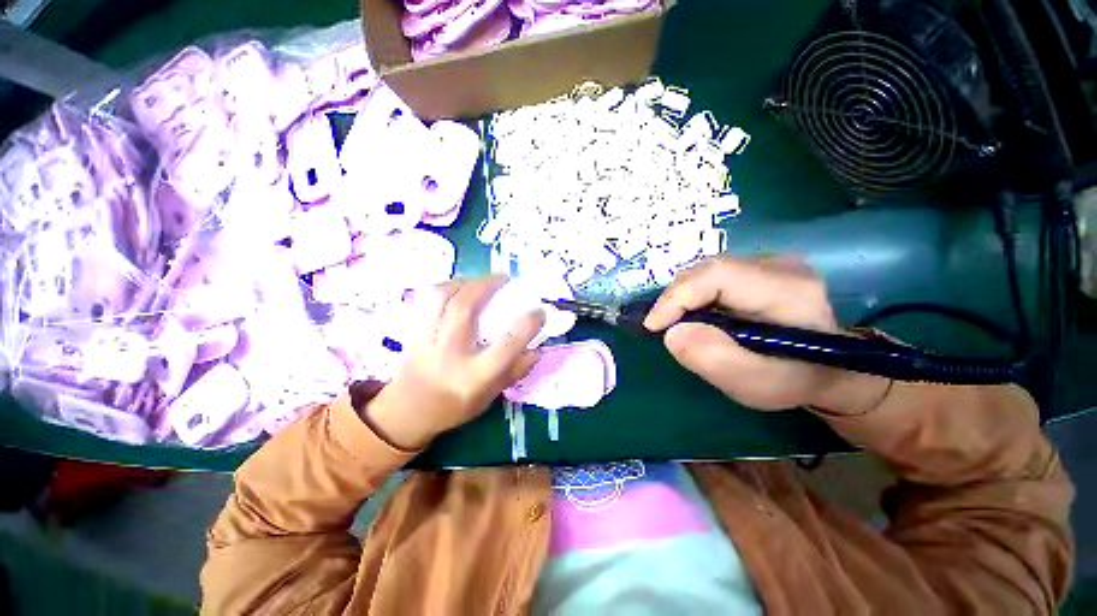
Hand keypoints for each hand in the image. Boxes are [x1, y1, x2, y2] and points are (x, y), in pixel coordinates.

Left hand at [362, 277, 544, 448]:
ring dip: (465, 282)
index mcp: (474, 375)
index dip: (528, 324)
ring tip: (480, 281)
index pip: (506, 345)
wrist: (409, 411)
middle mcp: (450, 353)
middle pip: (465, 308)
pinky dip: (445, 285)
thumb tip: (538, 348)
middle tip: (504, 278)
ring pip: (442, 296)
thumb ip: (515, 371)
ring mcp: (427, 339)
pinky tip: (458, 287)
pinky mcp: (414, 329)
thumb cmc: (455, 405)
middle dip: (487, 285)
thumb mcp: (491, 395)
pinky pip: (427, 297)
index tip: (539, 311)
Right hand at [643, 256, 889, 414]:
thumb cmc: (795, 381)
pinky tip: (695, 316)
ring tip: (677, 324)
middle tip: (662, 327)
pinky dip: (694, 297)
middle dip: (676, 299)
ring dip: (683, 298)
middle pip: (708, 270)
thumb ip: (715, 359)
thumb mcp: (757, 385)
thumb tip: (672, 333)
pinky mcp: (757, 268)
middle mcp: (780, 265)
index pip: (718, 275)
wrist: (828, 368)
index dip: (678, 296)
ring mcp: (769, 263)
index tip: (654, 326)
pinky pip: (712, 277)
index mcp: (789, 290)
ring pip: (706, 272)